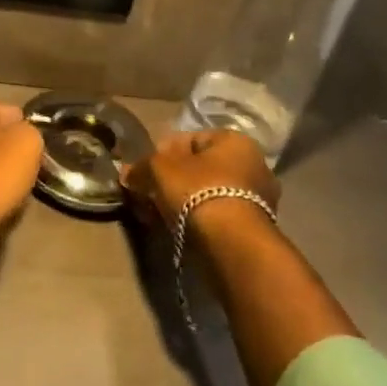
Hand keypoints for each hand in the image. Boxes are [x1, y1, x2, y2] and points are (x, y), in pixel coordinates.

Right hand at [122, 130, 279, 224]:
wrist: (232, 246)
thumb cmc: (198, 191)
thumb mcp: (159, 169)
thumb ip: (142, 167)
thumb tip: (127, 173)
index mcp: (235, 140)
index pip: (192, 139)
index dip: (164, 152)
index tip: (146, 169)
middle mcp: (253, 165)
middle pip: (201, 168)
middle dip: (174, 180)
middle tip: (150, 194)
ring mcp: (259, 200)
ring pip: (209, 195)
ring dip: (184, 203)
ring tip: (159, 216)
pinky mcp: (255, 231)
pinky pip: (218, 218)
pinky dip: (198, 221)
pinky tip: (177, 231)